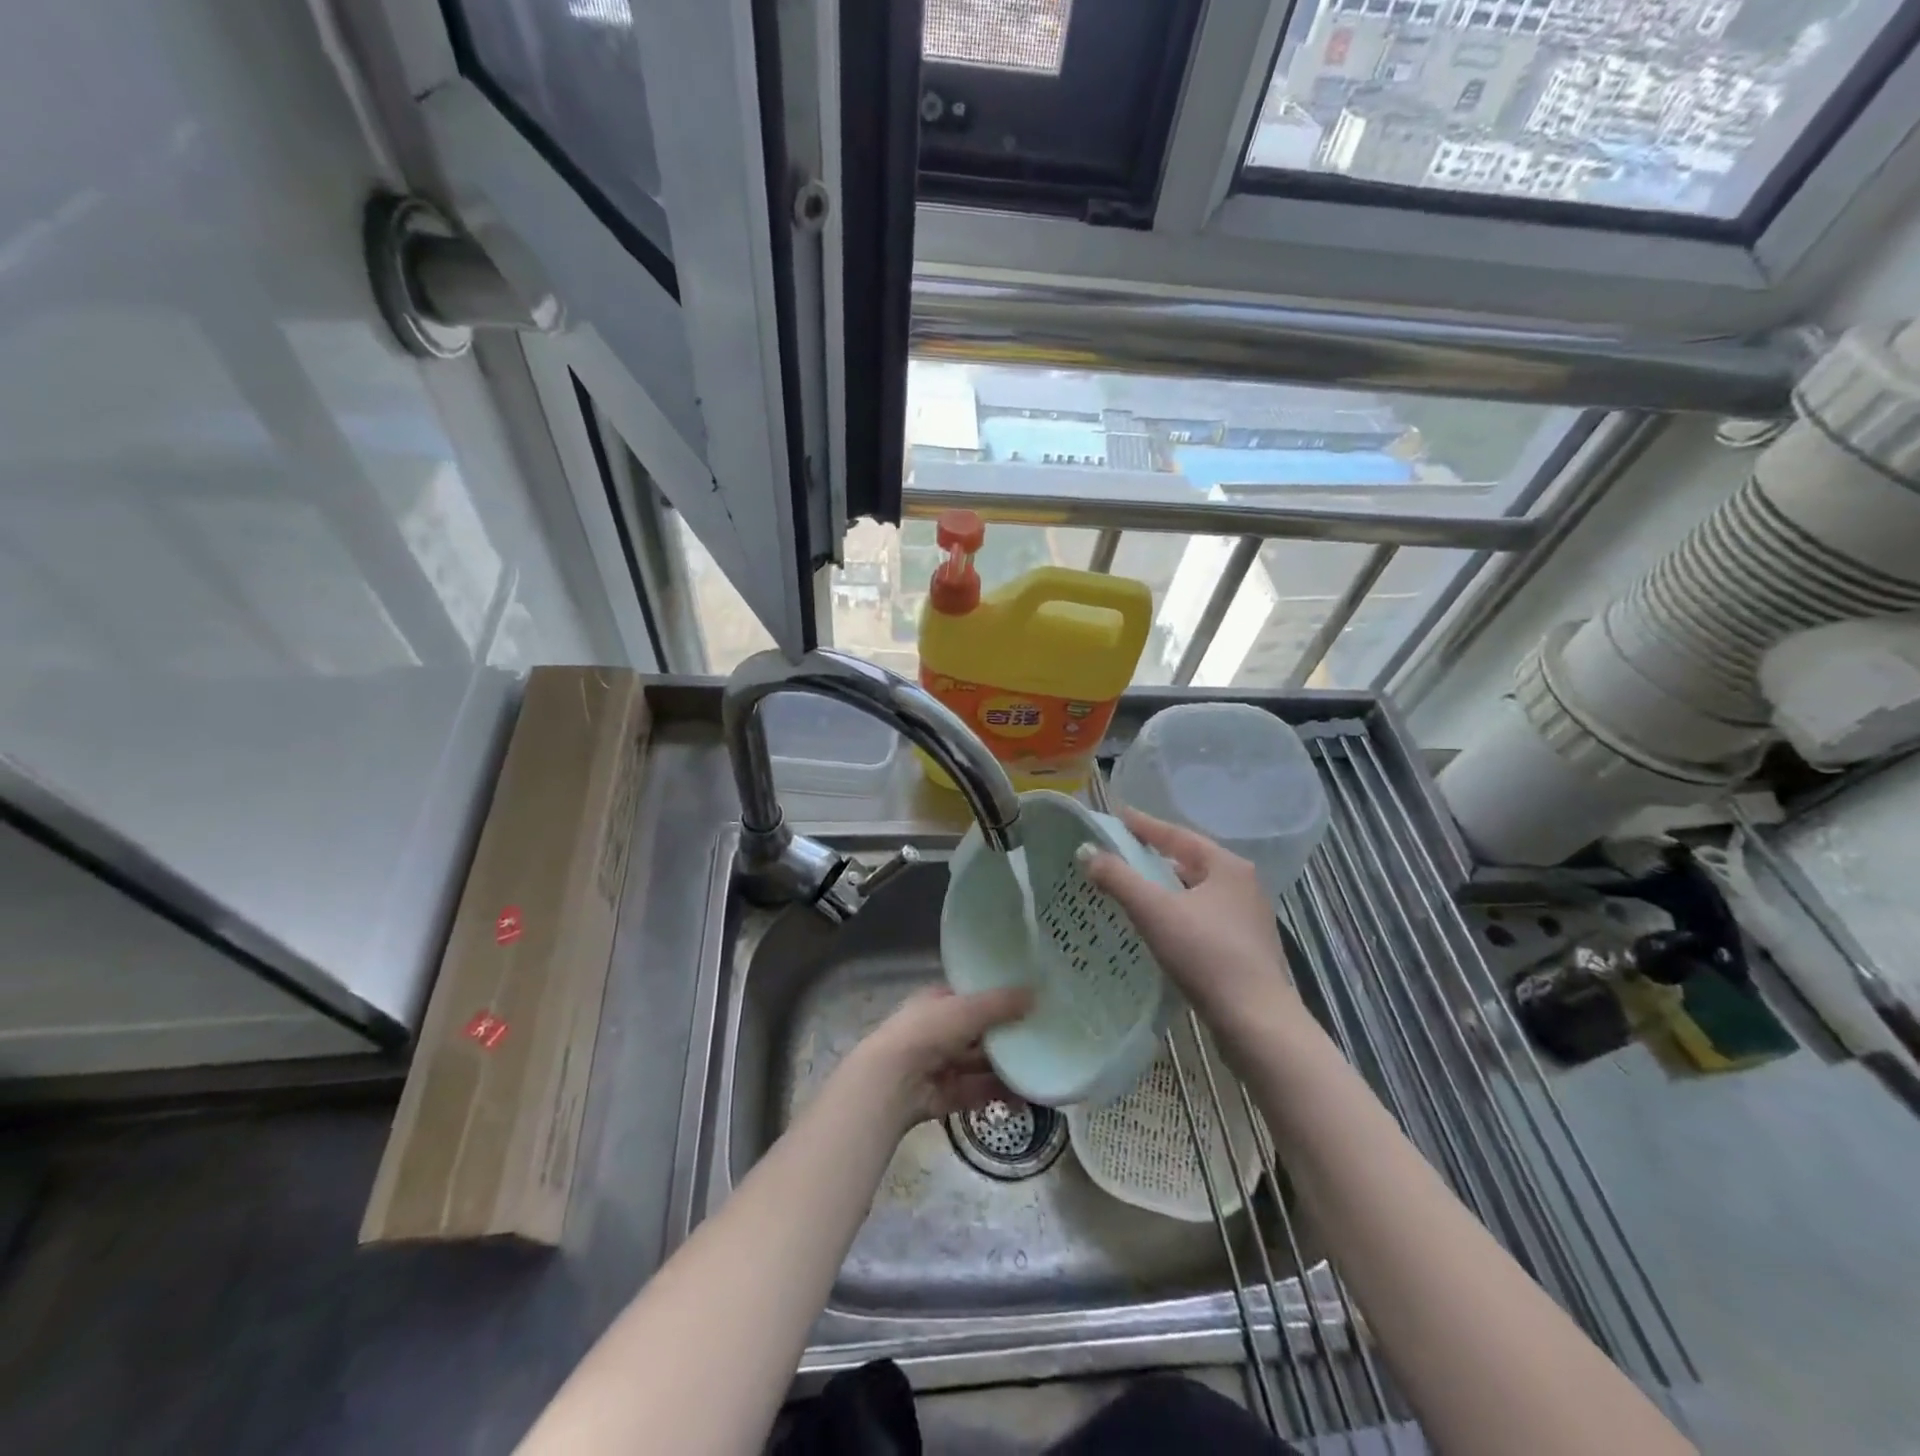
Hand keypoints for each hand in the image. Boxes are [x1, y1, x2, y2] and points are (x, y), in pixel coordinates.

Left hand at [840, 986, 1033, 1130]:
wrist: (893, 1081)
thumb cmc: (927, 1031)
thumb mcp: (967, 1009)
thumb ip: (1001, 1004)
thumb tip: (1035, 994)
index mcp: (936, 1002)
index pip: (970, 996)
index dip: (996, 998)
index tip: (1027, 1001)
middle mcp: (938, 1031)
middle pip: (978, 1033)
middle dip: (1006, 1036)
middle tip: (1041, 1036)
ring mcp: (941, 1065)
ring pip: (980, 1064)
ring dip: (1007, 1067)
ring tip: (1040, 1068)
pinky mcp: (946, 1095)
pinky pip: (978, 1091)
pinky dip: (1000, 1093)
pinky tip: (1026, 1095)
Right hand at [1083, 808, 1302, 1036]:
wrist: (1255, 1021)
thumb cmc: (1206, 955)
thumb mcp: (1154, 911)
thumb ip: (1118, 878)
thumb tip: (1087, 851)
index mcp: (1227, 866)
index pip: (1177, 834)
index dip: (1144, 825)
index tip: (1118, 816)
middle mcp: (1242, 885)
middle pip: (1189, 861)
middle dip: (1154, 856)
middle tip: (1120, 853)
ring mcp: (1247, 918)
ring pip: (1196, 891)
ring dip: (1165, 887)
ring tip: (1132, 887)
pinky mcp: (1245, 947)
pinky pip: (1202, 916)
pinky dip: (1177, 912)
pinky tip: (1158, 925)